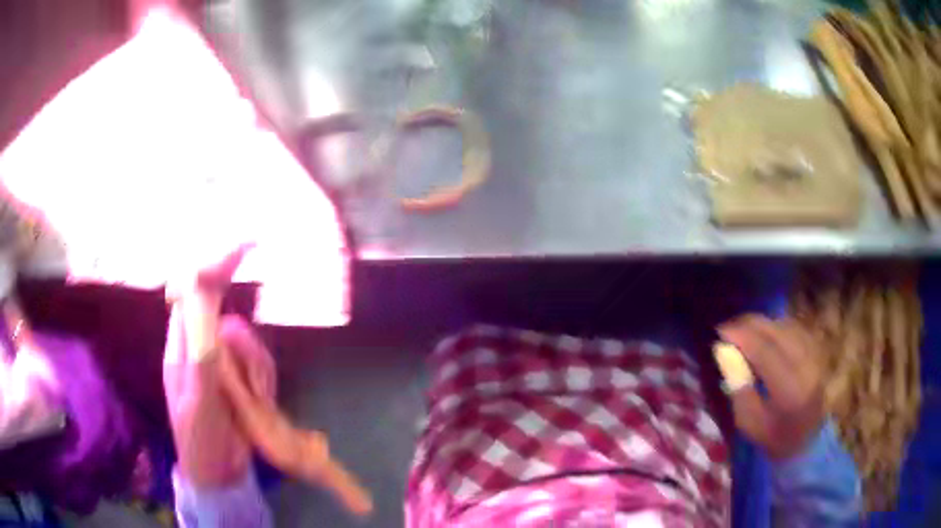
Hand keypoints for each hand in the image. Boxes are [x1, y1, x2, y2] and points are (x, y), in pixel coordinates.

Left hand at [163, 245, 372, 514]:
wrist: (217, 475)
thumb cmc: (200, 440)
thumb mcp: (198, 398)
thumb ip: (201, 350)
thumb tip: (210, 300)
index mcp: (182, 346)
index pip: (194, 293)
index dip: (214, 266)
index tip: (244, 246)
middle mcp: (201, 347)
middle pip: (223, 313)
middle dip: (244, 343)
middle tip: (251, 350)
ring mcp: (223, 366)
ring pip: (246, 342)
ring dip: (256, 367)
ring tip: (254, 401)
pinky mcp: (242, 381)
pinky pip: (259, 365)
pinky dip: (263, 379)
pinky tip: (261, 403)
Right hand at [718, 314, 824, 459]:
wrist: (809, 440)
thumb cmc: (774, 437)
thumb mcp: (749, 423)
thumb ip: (738, 388)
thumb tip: (724, 352)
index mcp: (790, 390)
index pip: (764, 351)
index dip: (741, 336)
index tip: (719, 332)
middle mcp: (807, 366)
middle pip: (777, 331)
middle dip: (749, 325)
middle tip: (728, 328)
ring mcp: (815, 355)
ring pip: (786, 325)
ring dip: (762, 325)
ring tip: (744, 331)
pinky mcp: (817, 350)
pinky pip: (794, 328)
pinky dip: (776, 327)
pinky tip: (764, 334)